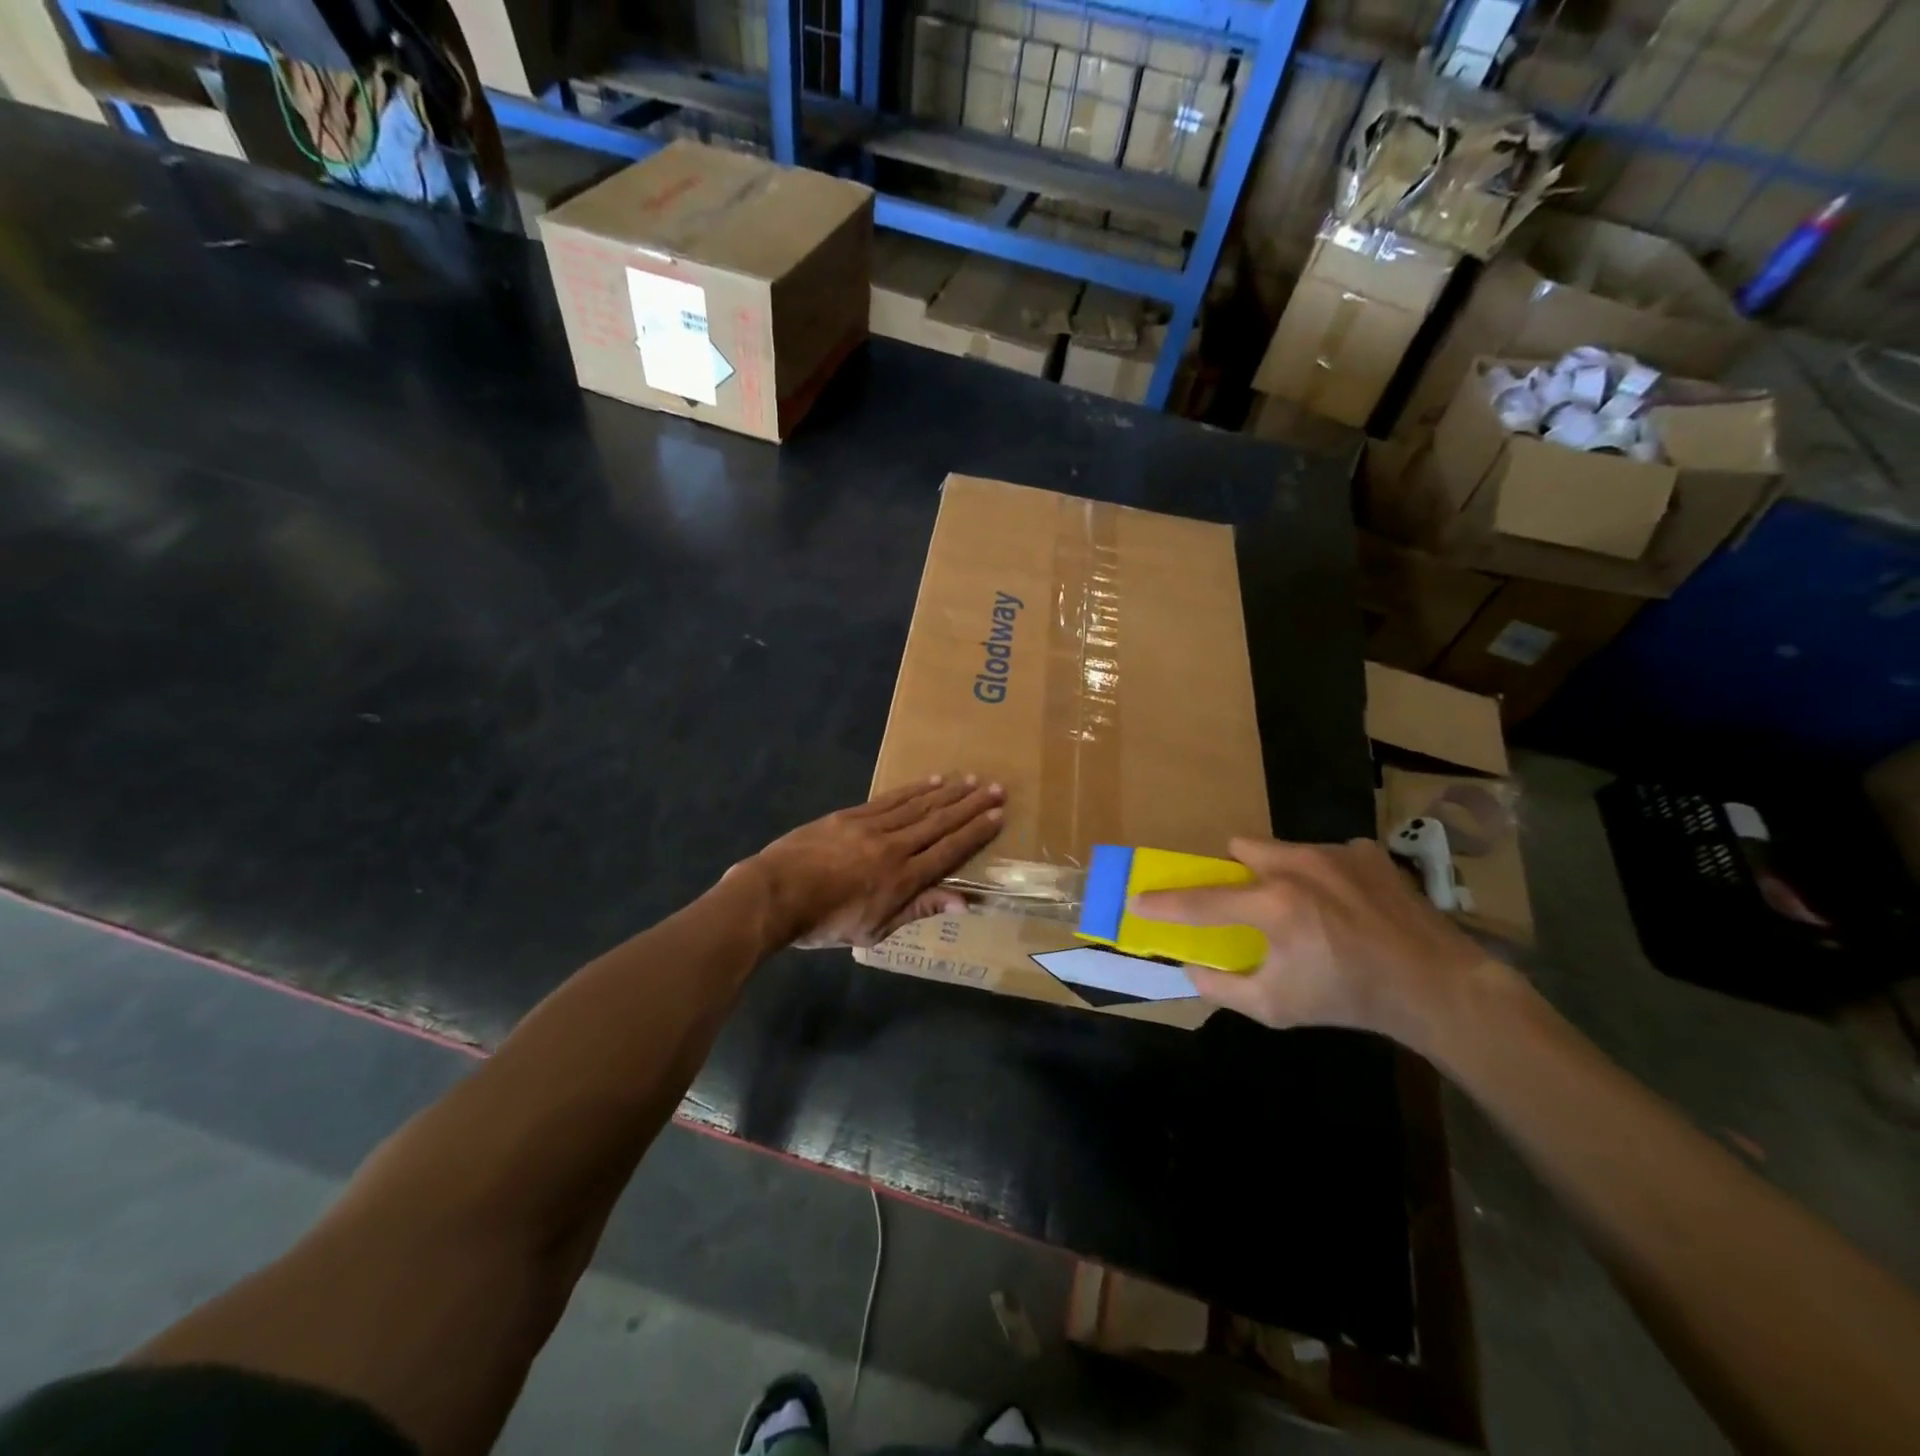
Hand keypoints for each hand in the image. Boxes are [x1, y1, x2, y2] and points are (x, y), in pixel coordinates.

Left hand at [738, 776, 1004, 949]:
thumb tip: (964, 902)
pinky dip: (914, 790)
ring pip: (918, 806)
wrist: (775, 894)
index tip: (998, 815)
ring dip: (948, 792)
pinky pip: (890, 799)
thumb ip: (919, 910)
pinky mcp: (851, 815)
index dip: (976, 833)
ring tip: (971, 780)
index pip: (949, 851)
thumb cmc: (825, 922)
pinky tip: (931, 781)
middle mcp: (894, 847)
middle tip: (997, 788)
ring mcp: (872, 827)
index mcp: (903, 880)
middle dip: (971, 805)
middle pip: (939, 822)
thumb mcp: (875, 929)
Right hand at [1131, 836, 1496, 1049]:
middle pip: (1241, 848)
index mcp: (1275, 906)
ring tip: (1308, 908)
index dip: (1164, 903)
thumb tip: (1191, 969)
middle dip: (1237, 873)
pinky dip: (1324, 874)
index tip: (1137, 899)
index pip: (1202, 901)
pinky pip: (1326, 853)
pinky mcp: (1366, 852)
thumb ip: (1225, 988)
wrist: (1437, 987)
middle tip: (1252, 904)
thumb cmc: (1350, 999)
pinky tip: (1347, 905)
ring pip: (1283, 848)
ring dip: (1280, 872)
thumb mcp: (1278, 1008)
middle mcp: (1299, 866)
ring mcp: (1336, 853)